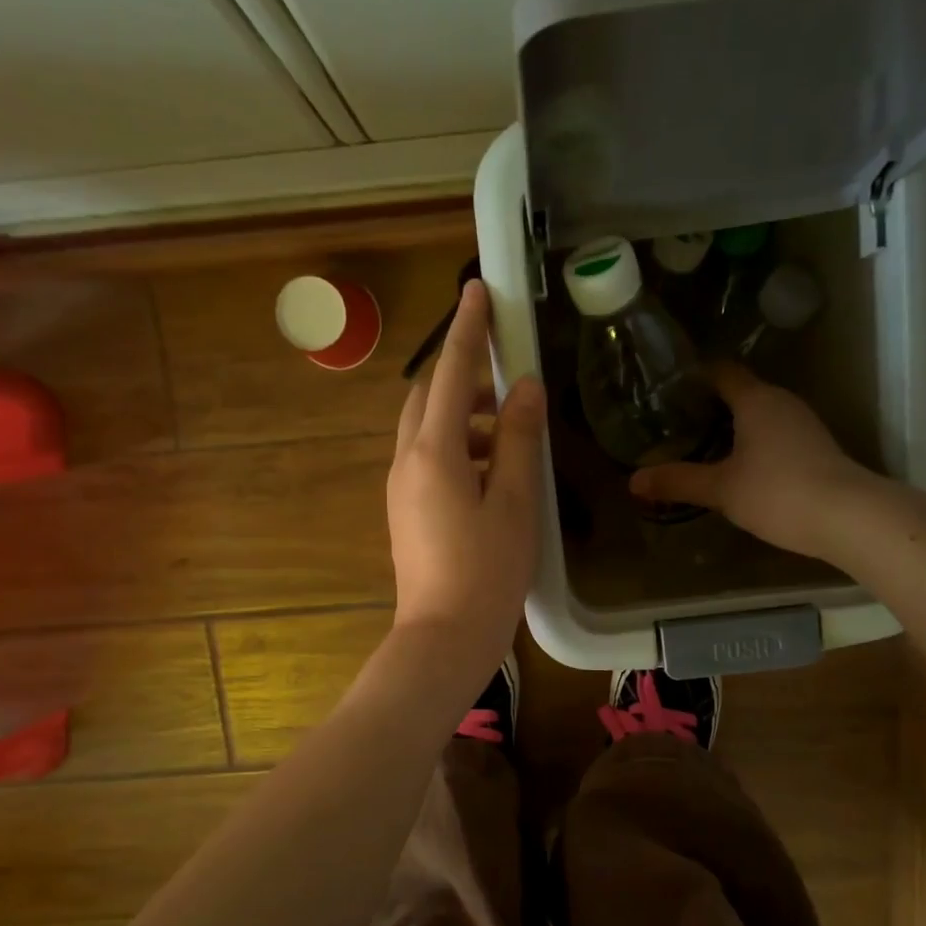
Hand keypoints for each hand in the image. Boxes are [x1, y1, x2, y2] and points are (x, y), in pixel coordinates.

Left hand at [387, 280, 544, 672]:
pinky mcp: (405, 511)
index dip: (467, 330)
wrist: (444, 635)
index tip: (478, 290)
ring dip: (465, 417)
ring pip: (428, 430)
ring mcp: (401, 488)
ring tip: (511, 434)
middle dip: (465, 378)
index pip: (451, 373)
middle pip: (430, 397)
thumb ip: (518, 440)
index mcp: (433, 452)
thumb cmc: (487, 571)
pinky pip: (427, 459)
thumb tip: (525, 388)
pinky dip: (458, 448)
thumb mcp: (513, 502)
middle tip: (508, 381)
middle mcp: (407, 461)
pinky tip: (492, 472)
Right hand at [629, 362, 879, 561]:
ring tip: (699, 445)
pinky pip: (774, 435)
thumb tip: (633, 480)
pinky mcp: (815, 448)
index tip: (668, 388)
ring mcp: (803, 425)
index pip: (721, 372)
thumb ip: (677, 481)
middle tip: (675, 422)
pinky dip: (752, 443)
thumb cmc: (777, 492)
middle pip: (741, 392)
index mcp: (756, 400)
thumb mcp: (720, 489)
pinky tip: (736, 467)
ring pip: (759, 415)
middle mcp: (781, 403)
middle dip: (709, 404)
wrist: (848, 518)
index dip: (695, 376)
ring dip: (732, 426)